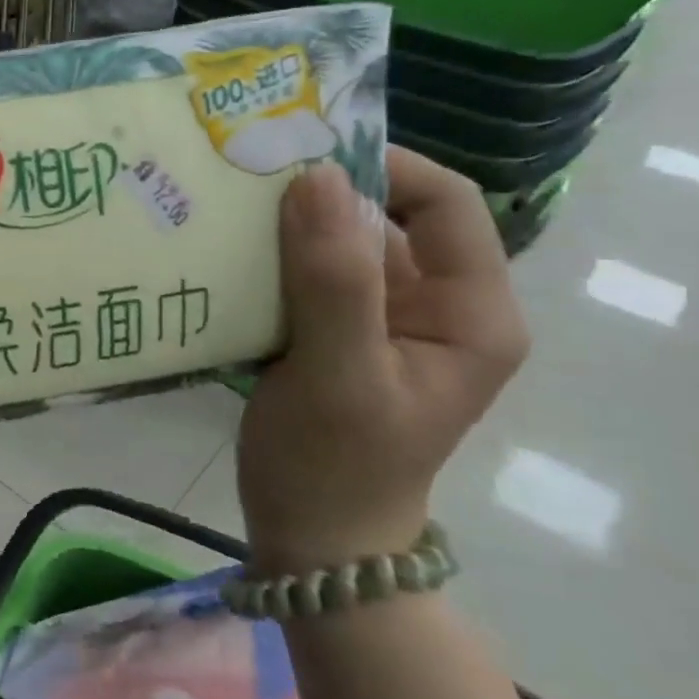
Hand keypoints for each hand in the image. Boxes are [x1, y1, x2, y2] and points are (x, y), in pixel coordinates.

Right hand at [238, 149, 528, 572]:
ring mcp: (386, 320)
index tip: (301, 157)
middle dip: (322, 194)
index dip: (383, 167)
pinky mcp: (341, 334)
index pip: (446, 203)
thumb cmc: (335, 466)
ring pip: (342, 243)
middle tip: (248, 176)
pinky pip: (311, 274)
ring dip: (288, 225)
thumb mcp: (337, 373)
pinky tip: (227, 255)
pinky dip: (272, 258)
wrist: (313, 541)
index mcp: (471, 312)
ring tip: (226, 209)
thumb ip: (335, 279)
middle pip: (389, 217)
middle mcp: (438, 305)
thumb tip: (318, 176)